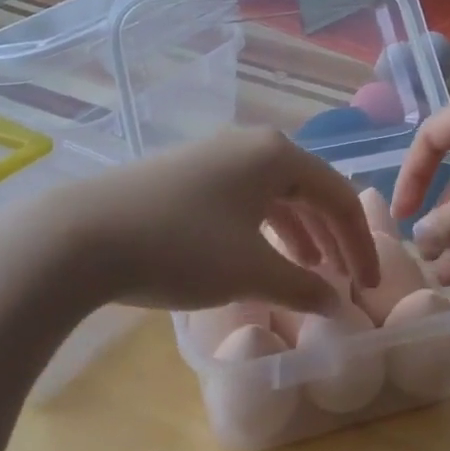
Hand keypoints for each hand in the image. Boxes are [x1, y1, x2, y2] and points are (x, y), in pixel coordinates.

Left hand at [16, 127, 378, 314]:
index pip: (338, 197)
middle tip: (345, 279)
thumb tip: (336, 305)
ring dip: (299, 233)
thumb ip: (302, 288)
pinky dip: (262, 229)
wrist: (80, 237)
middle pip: (309, 191)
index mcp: (276, 156)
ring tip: (309, 270)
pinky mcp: (183, 176)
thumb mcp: (251, 273)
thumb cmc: (181, 248)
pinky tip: (258, 256)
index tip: (369, 286)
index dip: (360, 244)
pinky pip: (242, 200)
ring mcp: (212, 157)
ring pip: (273, 195)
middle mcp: (248, 145)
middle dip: (332, 238)